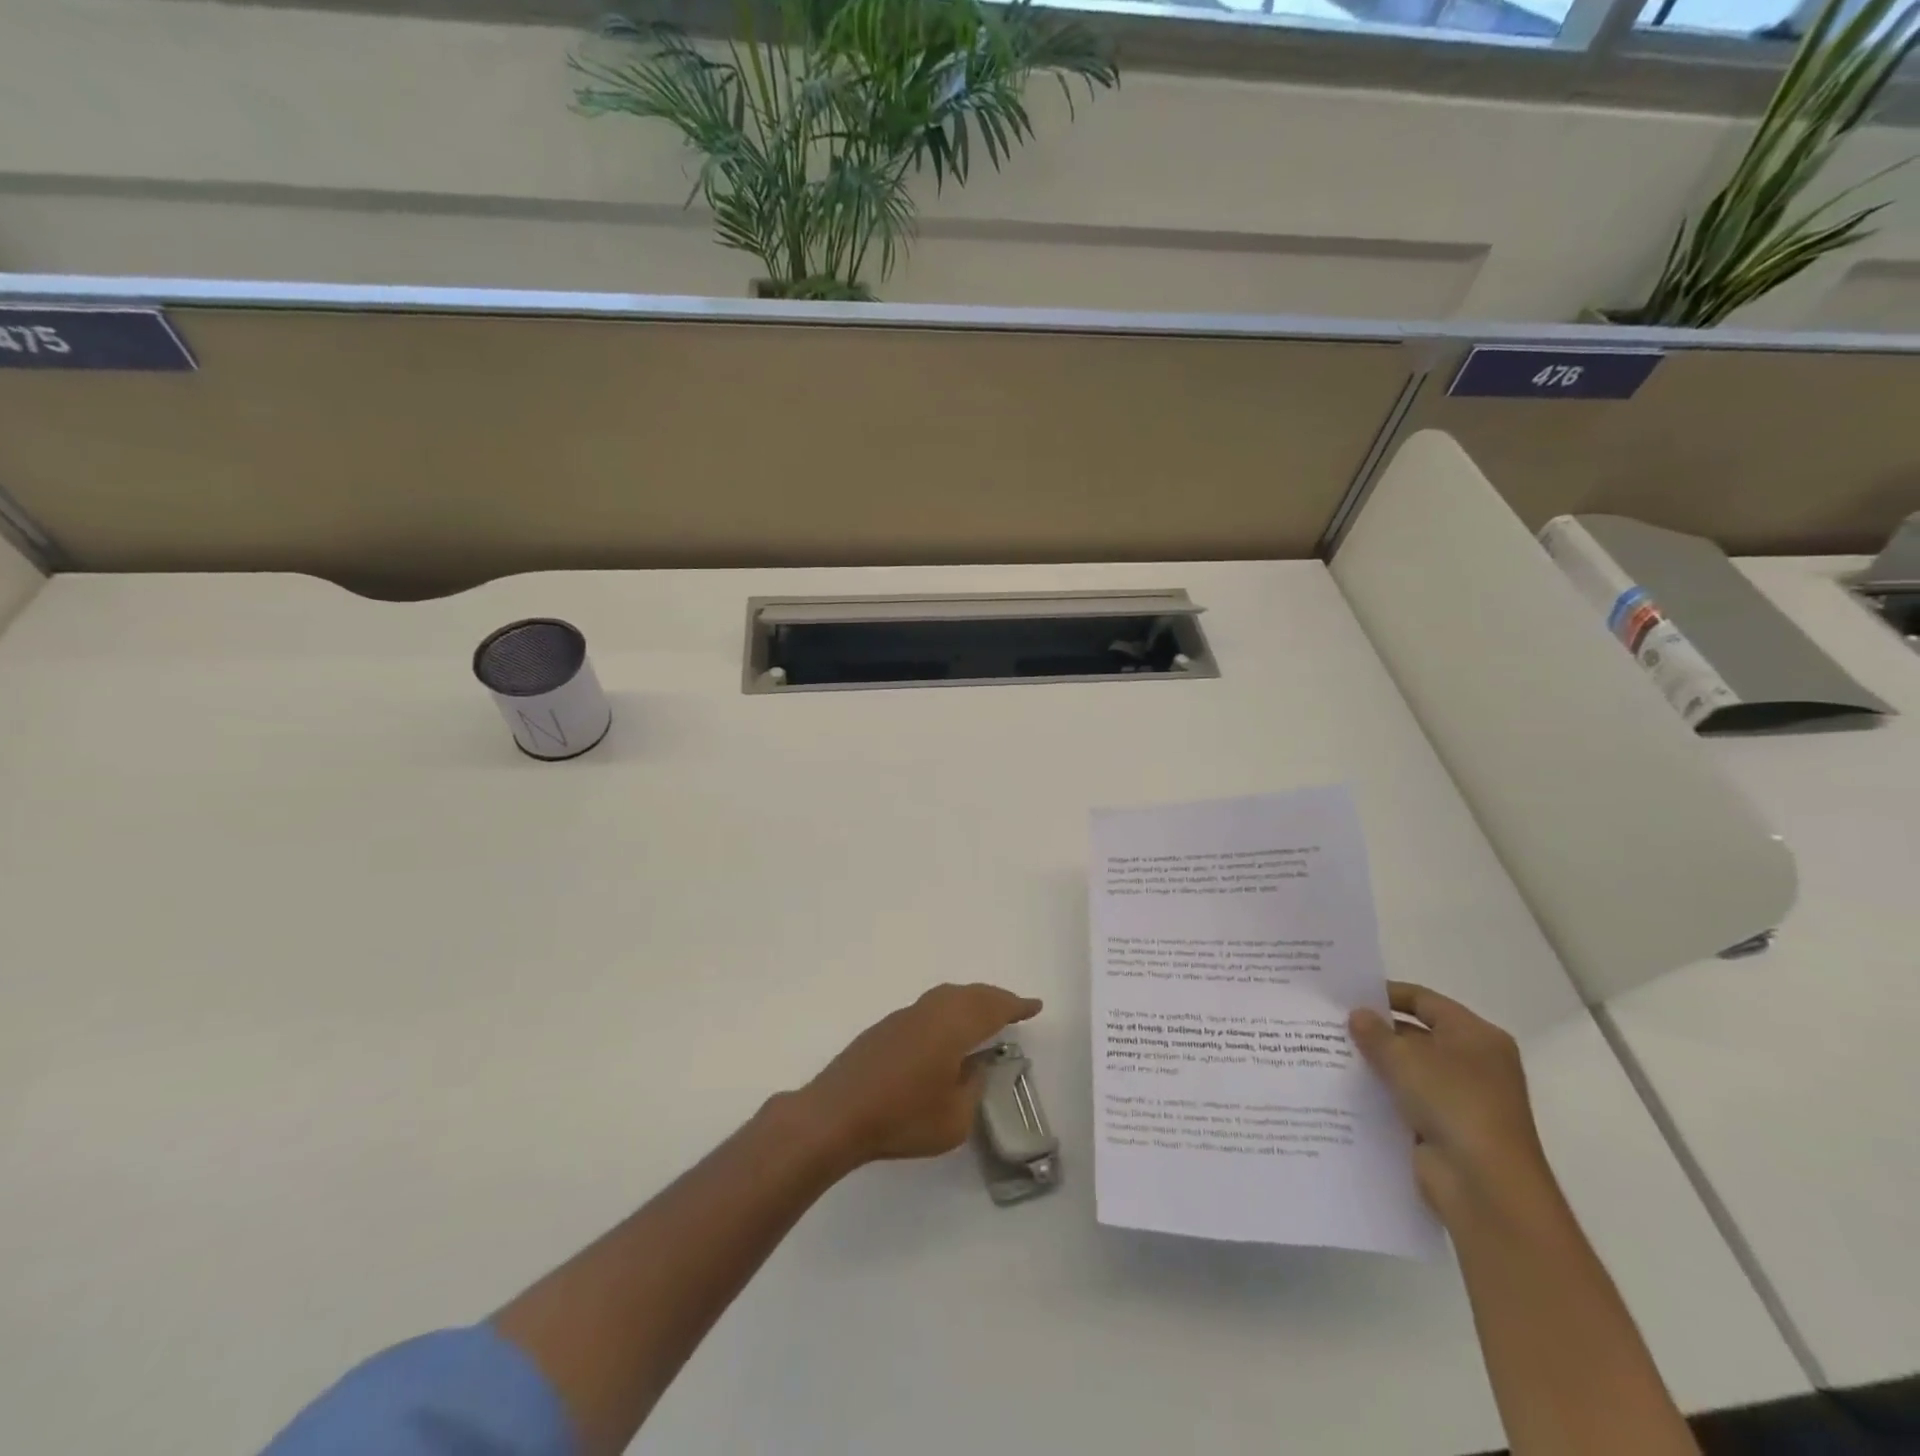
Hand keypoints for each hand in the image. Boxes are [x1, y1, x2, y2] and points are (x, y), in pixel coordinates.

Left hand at [796, 982, 1042, 1169]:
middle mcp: (931, 1012)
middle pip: (970, 994)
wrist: (836, 1114)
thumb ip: (972, 1088)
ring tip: (984, 1016)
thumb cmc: (901, 1118)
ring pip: (947, 997)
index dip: (1016, 1005)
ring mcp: (905, 1016)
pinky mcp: (885, 1028)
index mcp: (953, 1027)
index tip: (1034, 1006)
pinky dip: (948, 1011)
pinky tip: (945, 1032)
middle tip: (1014, 1007)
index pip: (993, 1008)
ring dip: (970, 1001)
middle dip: (995, 998)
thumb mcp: (954, 1119)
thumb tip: (975, 1067)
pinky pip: (929, 1008)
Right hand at [1349, 981, 1556, 1228]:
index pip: (1425, 1001)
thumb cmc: (1453, 1103)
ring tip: (1327, 1052)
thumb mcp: (1405, 1058)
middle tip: (1330, 1023)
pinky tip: (1343, 1089)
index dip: (1386, 994)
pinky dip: (1380, 1095)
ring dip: (1375, 1065)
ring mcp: (1460, 1099)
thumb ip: (1375, 1033)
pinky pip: (1405, 1101)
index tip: (1347, 994)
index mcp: (1476, 1036)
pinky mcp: (1444, 1128)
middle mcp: (1473, 1063)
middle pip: (1417, 1035)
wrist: (1485, 1186)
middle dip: (1376, 1031)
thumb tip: (1357, 1015)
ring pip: (1408, 1071)